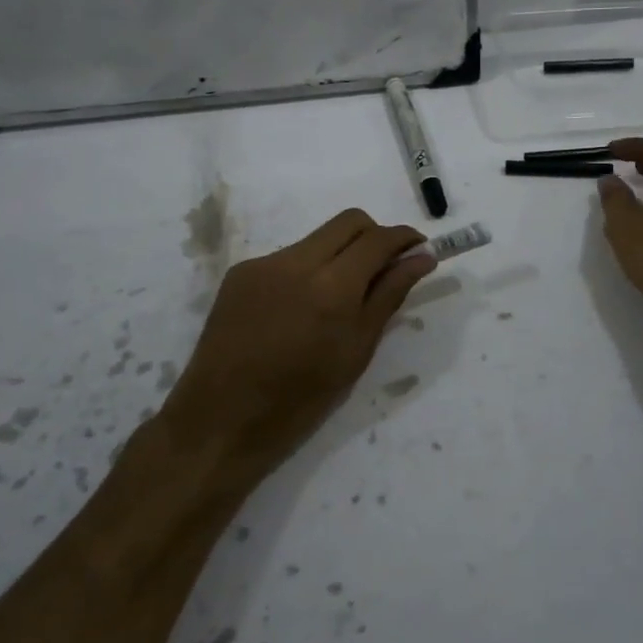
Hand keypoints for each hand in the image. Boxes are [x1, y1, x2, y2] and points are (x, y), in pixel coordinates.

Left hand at [158, 209, 436, 483]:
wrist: (221, 420)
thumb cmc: (300, 399)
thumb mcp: (357, 351)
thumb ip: (389, 296)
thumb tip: (421, 259)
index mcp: (332, 286)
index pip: (378, 239)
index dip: (405, 238)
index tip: (420, 250)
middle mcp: (296, 262)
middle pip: (349, 222)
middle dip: (375, 236)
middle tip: (385, 268)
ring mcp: (263, 263)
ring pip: (317, 239)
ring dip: (340, 254)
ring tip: (339, 299)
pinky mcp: (240, 273)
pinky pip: (287, 258)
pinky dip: (307, 271)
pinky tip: (300, 310)